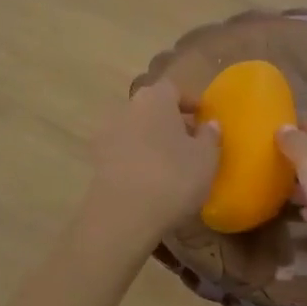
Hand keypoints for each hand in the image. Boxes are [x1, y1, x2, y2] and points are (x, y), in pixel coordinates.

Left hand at [82, 80, 219, 251]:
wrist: (122, 217)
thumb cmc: (173, 177)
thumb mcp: (206, 158)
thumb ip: (210, 136)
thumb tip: (209, 124)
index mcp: (155, 98)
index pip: (173, 88)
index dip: (189, 101)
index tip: (203, 118)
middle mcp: (128, 109)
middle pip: (152, 108)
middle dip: (171, 121)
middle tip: (191, 142)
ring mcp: (107, 135)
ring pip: (137, 130)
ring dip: (154, 141)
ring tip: (173, 164)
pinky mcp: (97, 162)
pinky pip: (125, 153)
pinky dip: (138, 160)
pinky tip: (152, 181)